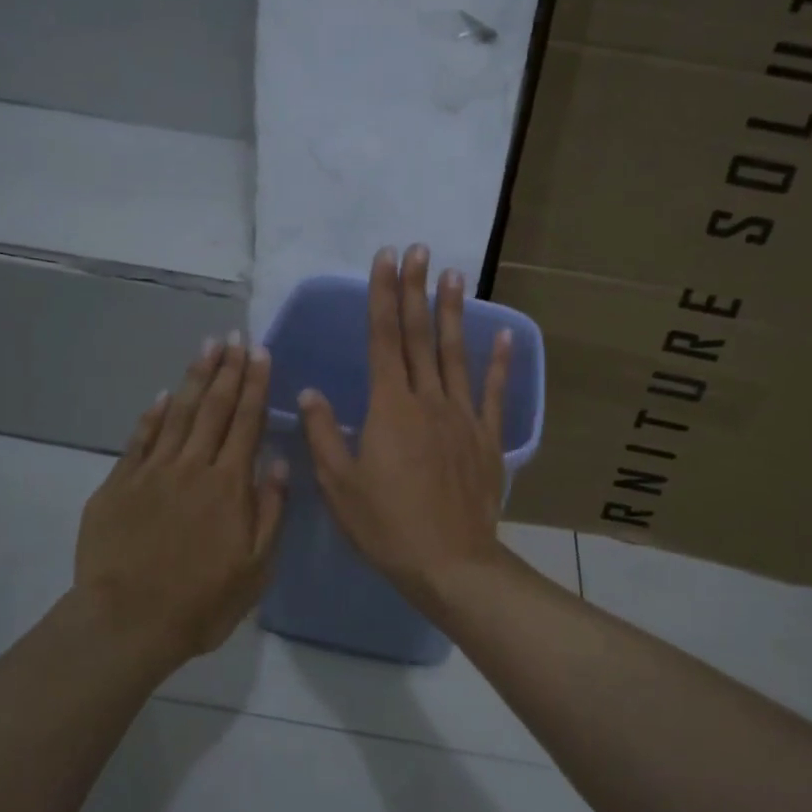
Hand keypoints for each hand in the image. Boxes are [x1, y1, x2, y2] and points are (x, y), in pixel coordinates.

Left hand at [71, 337, 287, 670]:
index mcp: (229, 485)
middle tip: (234, 336)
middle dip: (227, 369)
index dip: (255, 385)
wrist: (127, 622)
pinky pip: (140, 439)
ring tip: (207, 348)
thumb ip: (270, 510)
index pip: (246, 422)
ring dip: (195, 378)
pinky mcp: (118, 485)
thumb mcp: (256, 567)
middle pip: (213, 408)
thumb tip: (277, 461)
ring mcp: (152, 472)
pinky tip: (165, 395)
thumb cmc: (202, 601)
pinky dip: (154, 414)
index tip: (260, 352)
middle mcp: (192, 467)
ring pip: (178, 414)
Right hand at [299, 245, 512, 608]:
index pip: (382, 339)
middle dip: (415, 290)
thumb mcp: (340, 486)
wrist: (450, 562)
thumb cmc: (387, 526)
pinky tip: (503, 334)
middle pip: (419, 336)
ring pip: (456, 354)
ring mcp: (462, 417)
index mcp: (389, 408)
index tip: (386, 258)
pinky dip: (499, 362)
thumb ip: (322, 435)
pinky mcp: (487, 438)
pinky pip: (492, 392)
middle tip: (417, 249)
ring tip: (452, 274)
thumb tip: (308, 392)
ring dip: (452, 312)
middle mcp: (428, 400)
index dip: (382, 296)